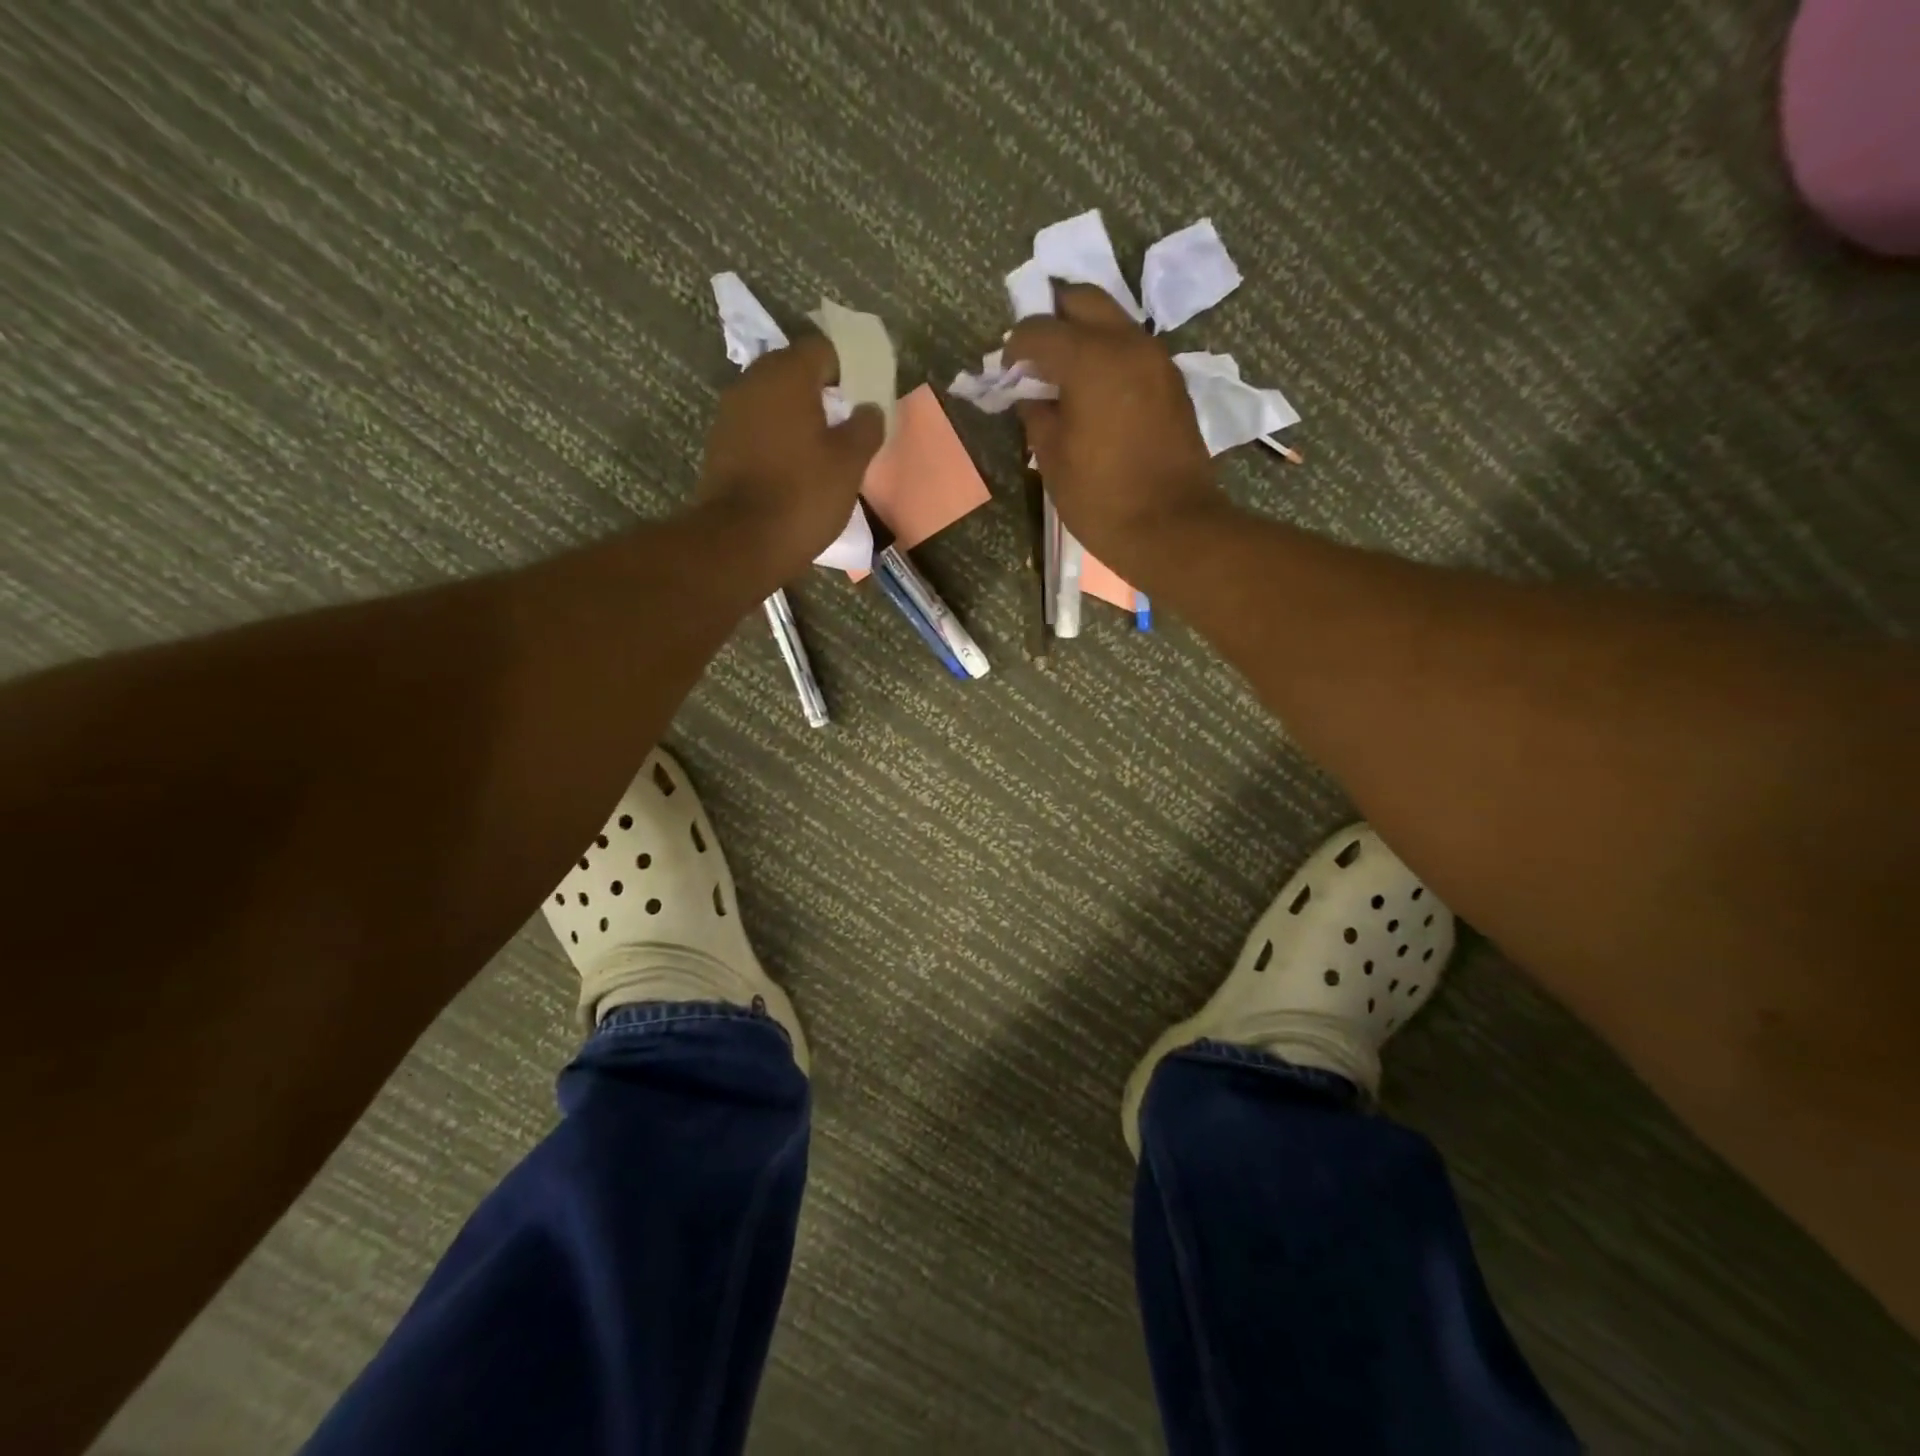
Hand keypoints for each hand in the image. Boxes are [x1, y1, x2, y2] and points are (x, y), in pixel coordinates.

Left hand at [694, 335, 884, 578]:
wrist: (742, 541)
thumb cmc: (803, 495)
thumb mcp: (850, 464)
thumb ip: (865, 428)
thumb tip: (869, 409)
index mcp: (787, 375)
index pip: (822, 349)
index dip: (846, 370)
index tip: (861, 400)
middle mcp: (752, 381)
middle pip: (793, 371)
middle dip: (820, 392)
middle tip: (844, 425)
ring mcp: (730, 413)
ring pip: (772, 400)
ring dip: (796, 416)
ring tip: (820, 449)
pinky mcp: (720, 444)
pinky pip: (756, 426)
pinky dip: (775, 437)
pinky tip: (792, 467)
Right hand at [1005, 284, 1225, 578]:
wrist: (1171, 528)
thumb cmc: (1101, 499)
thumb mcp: (1052, 459)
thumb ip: (1037, 417)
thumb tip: (1032, 398)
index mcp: (1090, 359)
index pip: (1040, 330)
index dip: (1015, 347)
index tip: (1006, 371)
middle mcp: (1128, 344)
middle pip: (1084, 301)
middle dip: (1054, 318)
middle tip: (1035, 355)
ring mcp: (1157, 361)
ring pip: (1114, 322)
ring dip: (1085, 335)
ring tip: (1064, 375)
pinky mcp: (1172, 384)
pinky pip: (1133, 351)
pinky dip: (1109, 357)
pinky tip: (1095, 392)